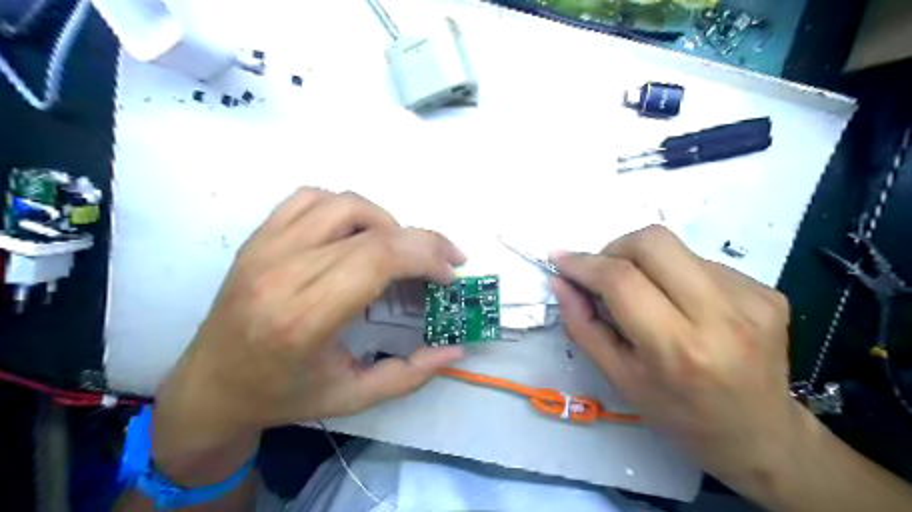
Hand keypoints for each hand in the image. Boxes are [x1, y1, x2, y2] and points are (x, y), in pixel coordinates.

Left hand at [152, 190, 464, 481]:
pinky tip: (355, 235)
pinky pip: (310, 198)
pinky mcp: (258, 238)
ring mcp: (265, 248)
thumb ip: (411, 374)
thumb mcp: (354, 397)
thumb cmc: (283, 396)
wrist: (210, 386)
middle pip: (372, 231)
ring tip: (398, 251)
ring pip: (344, 204)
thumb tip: (456, 350)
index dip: (426, 256)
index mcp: (305, 318)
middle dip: (422, 241)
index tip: (449, 274)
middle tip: (443, 261)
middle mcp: (283, 272)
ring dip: (386, 222)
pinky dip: (346, 208)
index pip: (378, 259)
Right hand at [551, 227, 808, 493]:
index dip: (583, 263)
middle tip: (604, 273)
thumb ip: (582, 326)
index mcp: (677, 348)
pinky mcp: (766, 291)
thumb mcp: (619, 378)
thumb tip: (560, 281)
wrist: (761, 435)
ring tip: (646, 296)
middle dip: (615, 248)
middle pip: (653, 242)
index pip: (621, 280)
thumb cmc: (679, 414)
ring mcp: (751, 298)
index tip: (560, 258)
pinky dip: (676, 274)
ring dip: (645, 263)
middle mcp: (720, 315)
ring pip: (677, 247)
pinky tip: (681, 305)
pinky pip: (702, 262)